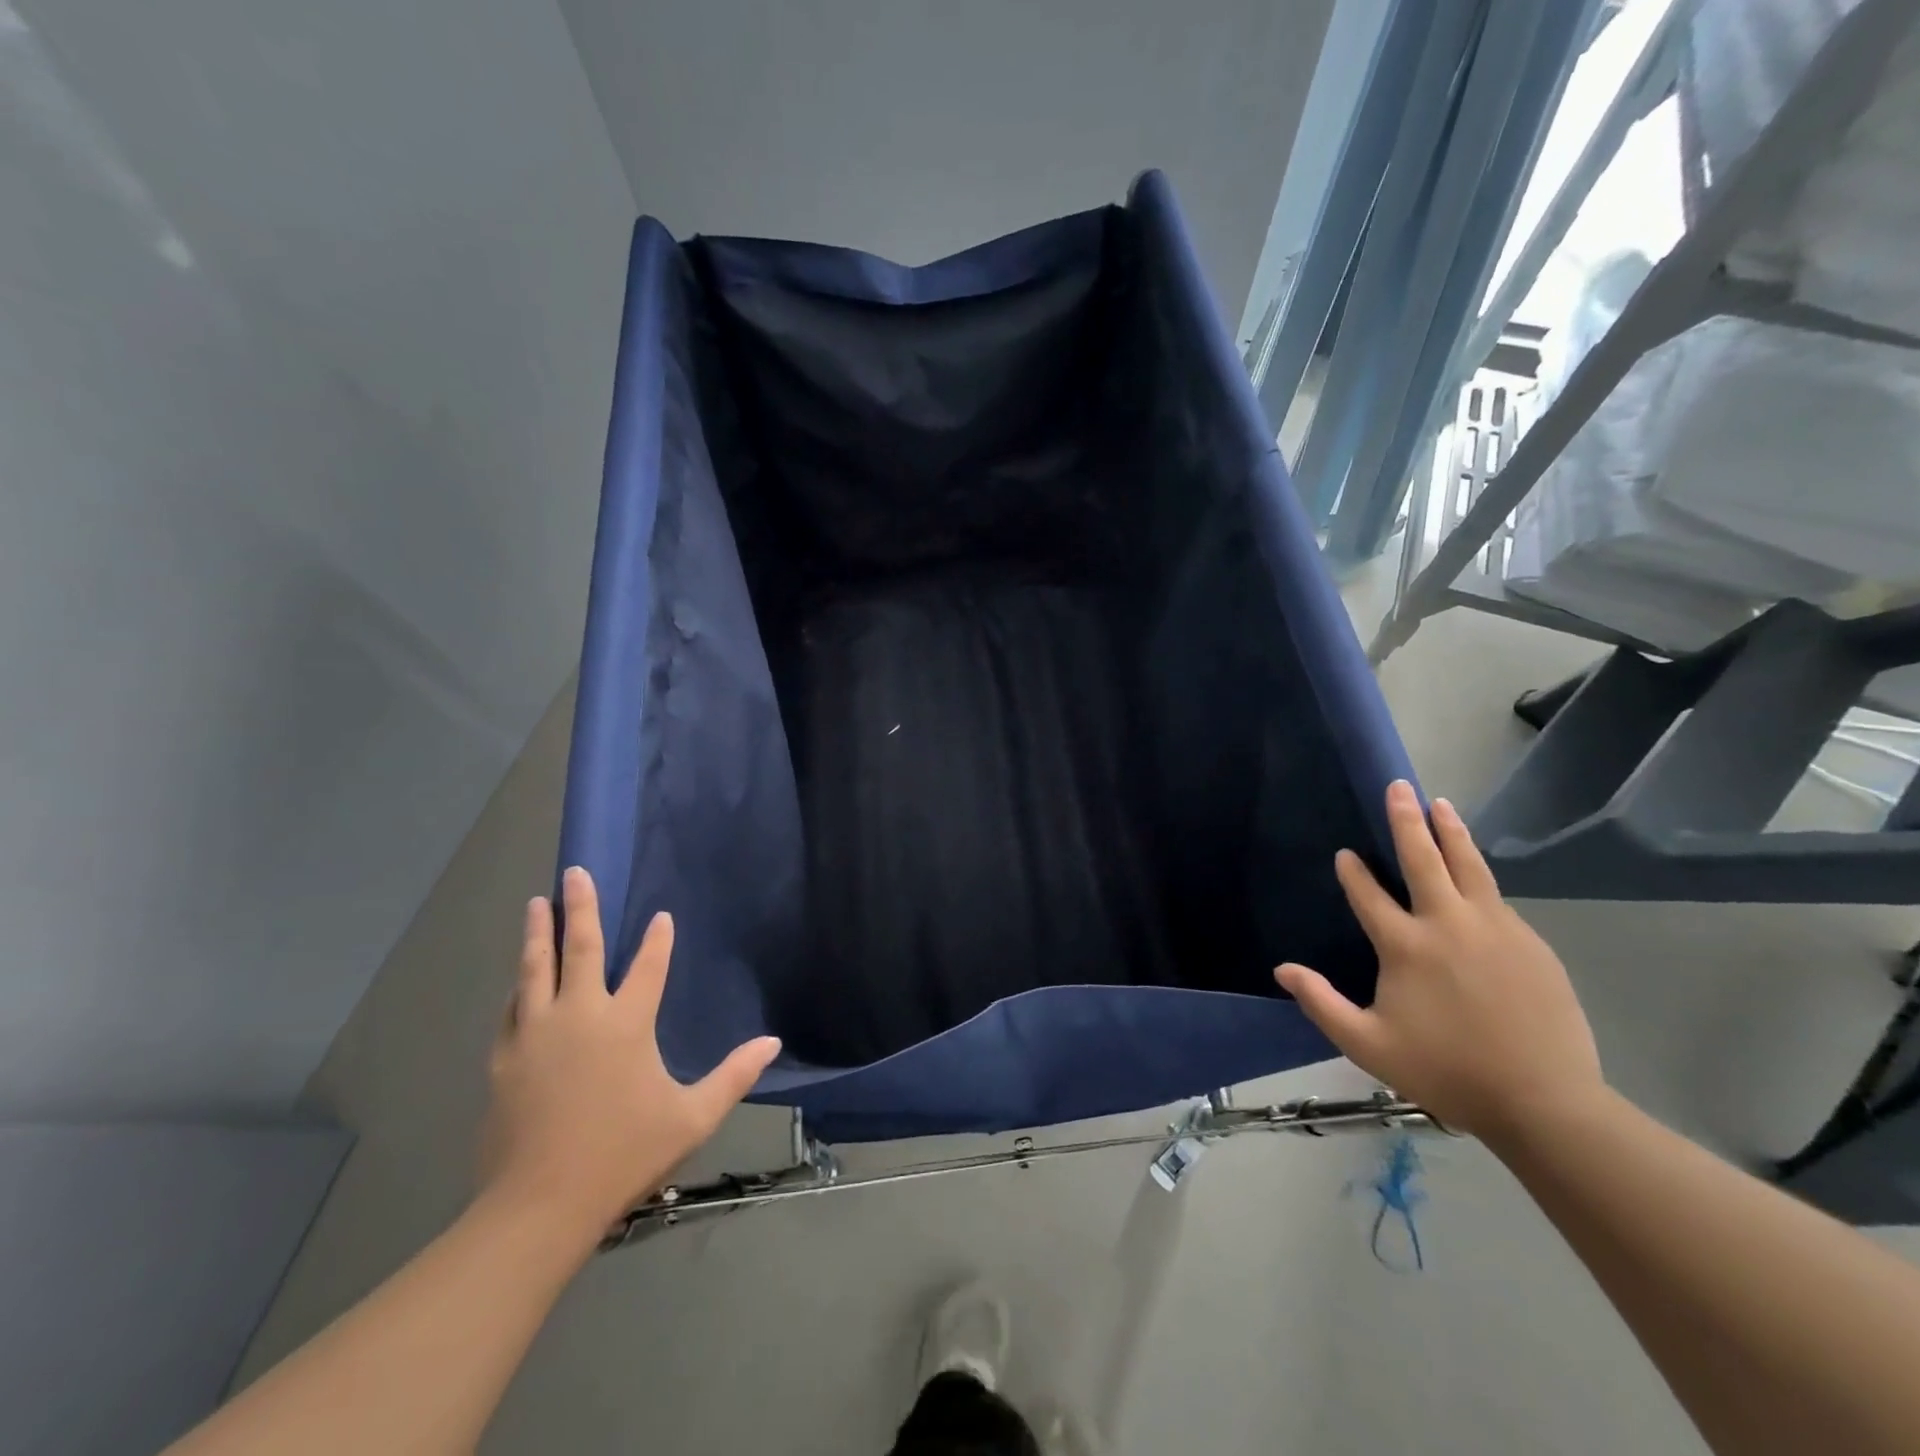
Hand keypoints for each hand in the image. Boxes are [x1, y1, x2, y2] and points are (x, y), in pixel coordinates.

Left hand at [479, 867, 781, 1241]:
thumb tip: (772, 1042)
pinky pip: (512, 1008)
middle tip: (575, 872)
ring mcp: (536, 1034)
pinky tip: (518, 980)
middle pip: (581, 948)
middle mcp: (580, 1015)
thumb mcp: (692, 1117)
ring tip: (537, 903)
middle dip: (582, 907)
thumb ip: (734, 1075)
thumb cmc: (624, 1154)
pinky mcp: (505, 1058)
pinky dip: (519, 986)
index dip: (659, 939)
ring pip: (536, 969)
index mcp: (626, 1023)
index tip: (661, 917)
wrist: (538, 1205)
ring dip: (539, 933)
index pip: (649, 966)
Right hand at [1274, 780, 1602, 1139]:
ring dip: (1451, 832)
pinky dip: (1477, 874)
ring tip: (1441, 803)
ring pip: (1469, 866)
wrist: (1545, 1103)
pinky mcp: (1530, 943)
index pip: (1369, 895)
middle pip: (1424, 859)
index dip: (1354, 872)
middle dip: (1407, 820)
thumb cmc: (1447, 1071)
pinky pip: (1495, 898)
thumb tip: (1282, 969)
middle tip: (1399, 787)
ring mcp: (1495, 929)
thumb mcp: (1368, 1045)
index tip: (1345, 854)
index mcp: (1406, 946)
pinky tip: (1473, 872)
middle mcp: (1449, 924)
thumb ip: (1321, 1004)